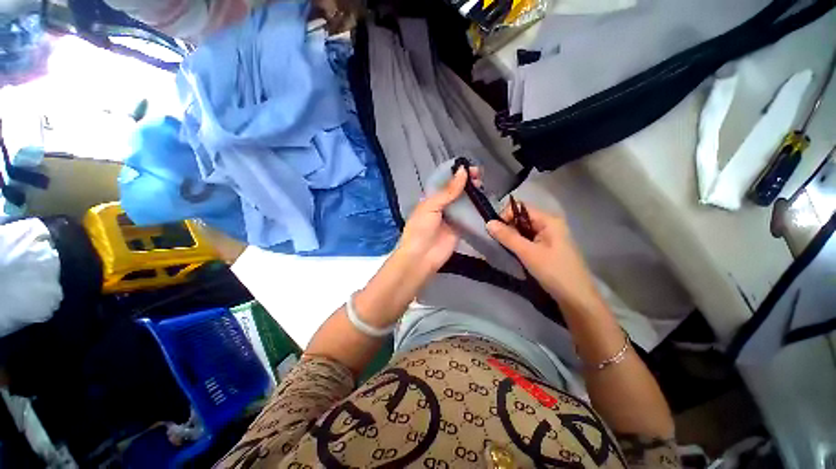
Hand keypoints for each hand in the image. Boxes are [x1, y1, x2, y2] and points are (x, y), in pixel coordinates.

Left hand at [352, 167, 477, 328]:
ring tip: (483, 185)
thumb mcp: (431, 207)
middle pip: (457, 191)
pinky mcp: (460, 228)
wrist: (421, 257)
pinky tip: (485, 201)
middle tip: (479, 176)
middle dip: (467, 182)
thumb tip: (463, 171)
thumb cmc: (420, 229)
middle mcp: (442, 206)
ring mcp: (452, 217)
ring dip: (473, 193)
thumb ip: (448, 191)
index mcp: (431, 198)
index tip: (469, 167)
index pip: (446, 182)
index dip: (456, 173)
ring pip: (464, 202)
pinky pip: (469, 216)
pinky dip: (476, 208)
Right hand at [486, 202, 598, 305]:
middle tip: (498, 241)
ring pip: (524, 230)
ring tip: (505, 248)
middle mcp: (550, 225)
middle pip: (522, 218)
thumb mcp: (528, 253)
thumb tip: (488, 223)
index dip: (506, 215)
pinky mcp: (548, 248)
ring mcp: (550, 237)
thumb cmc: (554, 272)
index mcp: (549, 220)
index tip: (495, 230)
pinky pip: (529, 240)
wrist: (577, 298)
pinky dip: (519, 243)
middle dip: (508, 227)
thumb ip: (508, 237)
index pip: (521, 208)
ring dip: (512, 236)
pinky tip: (514, 253)